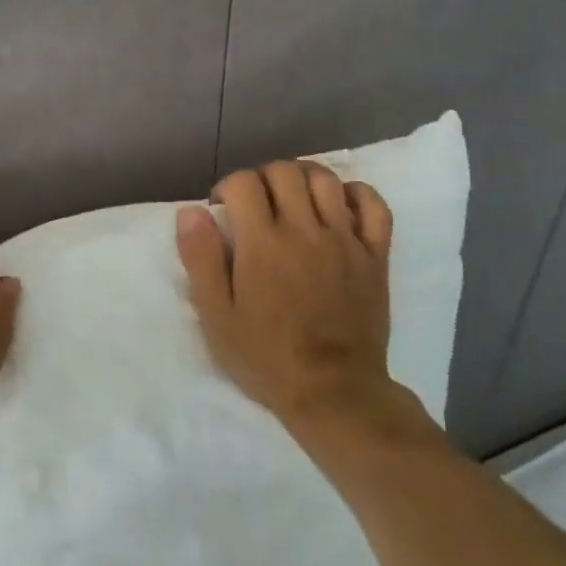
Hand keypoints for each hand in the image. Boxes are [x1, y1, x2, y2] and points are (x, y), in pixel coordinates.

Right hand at [176, 161, 398, 436]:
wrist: (334, 393)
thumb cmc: (266, 357)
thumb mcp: (216, 316)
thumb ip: (201, 259)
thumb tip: (191, 211)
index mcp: (263, 244)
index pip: (244, 183)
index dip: (227, 187)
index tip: (222, 209)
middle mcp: (305, 230)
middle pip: (284, 172)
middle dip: (262, 177)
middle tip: (255, 204)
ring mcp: (345, 240)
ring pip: (326, 180)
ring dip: (303, 177)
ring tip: (292, 198)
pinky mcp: (375, 255)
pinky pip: (374, 205)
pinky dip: (356, 193)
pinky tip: (339, 204)